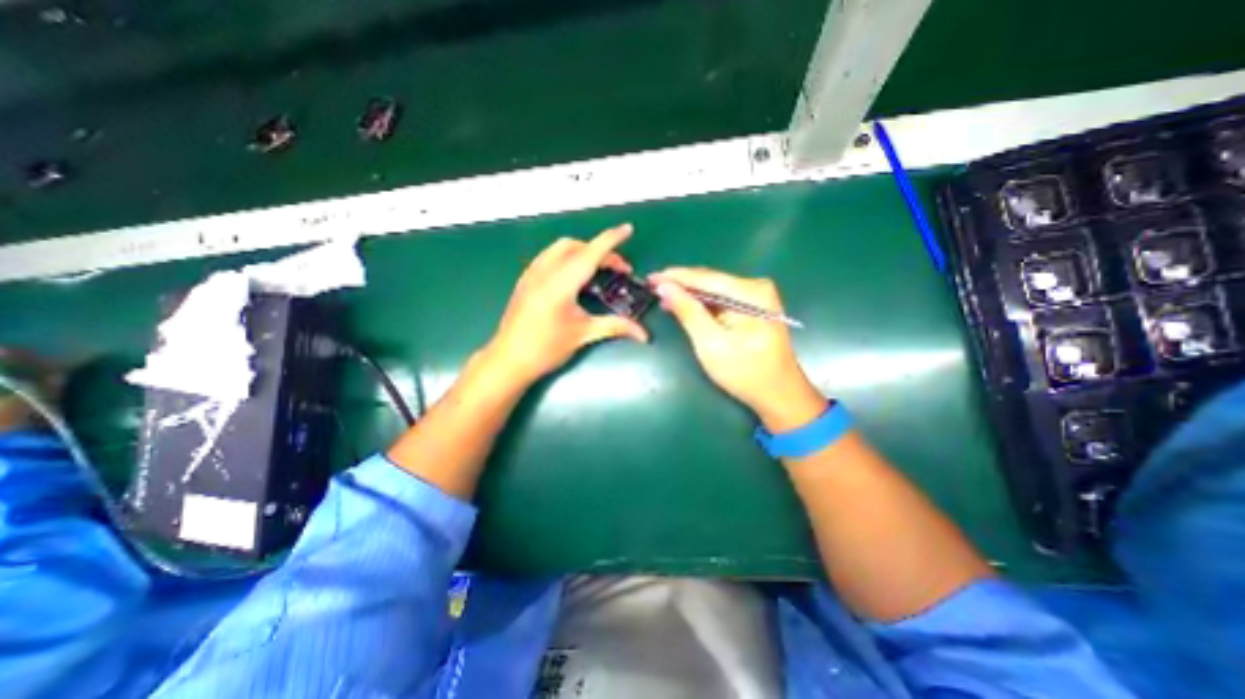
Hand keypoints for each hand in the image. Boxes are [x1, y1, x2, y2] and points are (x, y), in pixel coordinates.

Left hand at [481, 224, 647, 387]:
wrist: (509, 360)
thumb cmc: (546, 349)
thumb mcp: (583, 335)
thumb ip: (615, 327)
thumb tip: (644, 334)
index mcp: (560, 284)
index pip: (590, 254)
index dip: (611, 240)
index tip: (628, 229)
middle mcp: (544, 272)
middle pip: (575, 246)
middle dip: (599, 250)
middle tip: (617, 269)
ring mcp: (531, 274)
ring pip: (560, 248)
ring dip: (582, 251)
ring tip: (598, 270)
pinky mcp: (525, 280)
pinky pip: (548, 256)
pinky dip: (567, 257)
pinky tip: (574, 276)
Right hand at [652, 268, 824, 431]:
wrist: (779, 394)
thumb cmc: (745, 373)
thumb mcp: (711, 344)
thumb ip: (688, 312)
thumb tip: (665, 288)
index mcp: (752, 293)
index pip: (706, 278)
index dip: (675, 277)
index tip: (651, 277)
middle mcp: (756, 287)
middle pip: (710, 280)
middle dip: (681, 285)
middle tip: (653, 288)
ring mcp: (756, 297)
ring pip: (714, 290)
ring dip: (689, 294)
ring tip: (663, 297)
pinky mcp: (753, 308)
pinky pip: (720, 300)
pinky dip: (701, 304)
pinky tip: (683, 306)